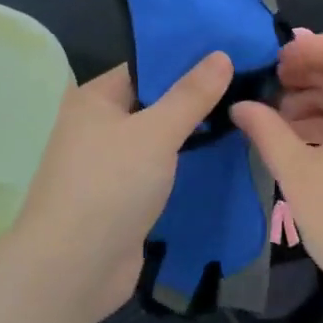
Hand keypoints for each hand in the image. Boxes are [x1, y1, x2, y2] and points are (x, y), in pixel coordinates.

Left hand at [13, 53, 233, 317]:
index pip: (145, 68)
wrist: (74, 268)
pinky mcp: (123, 199)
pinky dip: (184, 166)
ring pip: (158, 140)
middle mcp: (97, 127)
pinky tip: (222, 159)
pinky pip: (159, 171)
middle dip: (195, 99)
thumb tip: (221, 55)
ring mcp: (110, 166)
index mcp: (94, 99)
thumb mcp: (156, 131)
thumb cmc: (110, 185)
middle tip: (247, 88)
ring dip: (192, 135)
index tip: (231, 55)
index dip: (186, 60)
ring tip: (244, 118)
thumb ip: (191, 95)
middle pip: (153, 103)